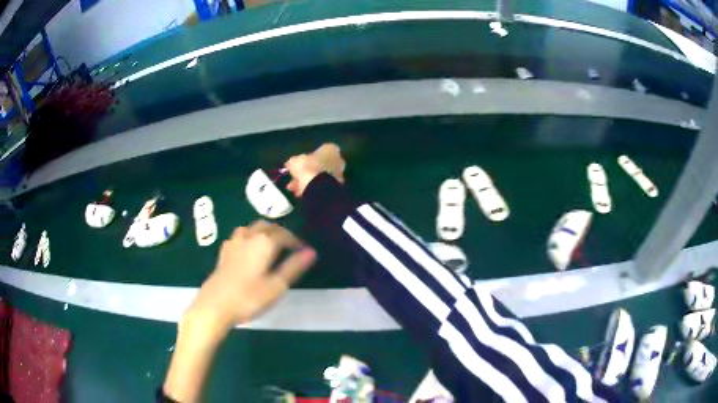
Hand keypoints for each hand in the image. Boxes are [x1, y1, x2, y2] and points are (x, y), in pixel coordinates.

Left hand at [186, 221, 316, 328]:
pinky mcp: (223, 253)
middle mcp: (248, 237)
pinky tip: (248, 249)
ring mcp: (233, 243)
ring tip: (271, 245)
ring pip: (251, 228)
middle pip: (267, 226)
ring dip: (264, 232)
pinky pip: (239, 237)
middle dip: (280, 232)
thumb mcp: (276, 286)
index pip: (284, 234)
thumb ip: (293, 267)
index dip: (296, 241)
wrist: (215, 306)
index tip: (304, 251)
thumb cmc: (249, 297)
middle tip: (289, 246)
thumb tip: (311, 252)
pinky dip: (249, 238)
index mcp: (263, 243)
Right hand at [285, 143, 345, 196]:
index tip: (299, 164)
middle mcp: (337, 160)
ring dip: (306, 182)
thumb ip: (293, 162)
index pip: (320, 151)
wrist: (317, 186)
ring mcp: (338, 175)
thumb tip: (289, 165)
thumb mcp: (294, 161)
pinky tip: (299, 194)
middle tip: (295, 177)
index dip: (308, 158)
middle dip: (307, 171)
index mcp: (331, 149)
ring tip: (293, 188)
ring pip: (319, 178)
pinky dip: (310, 189)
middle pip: (320, 165)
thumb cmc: (307, 167)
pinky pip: (320, 187)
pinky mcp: (336, 188)